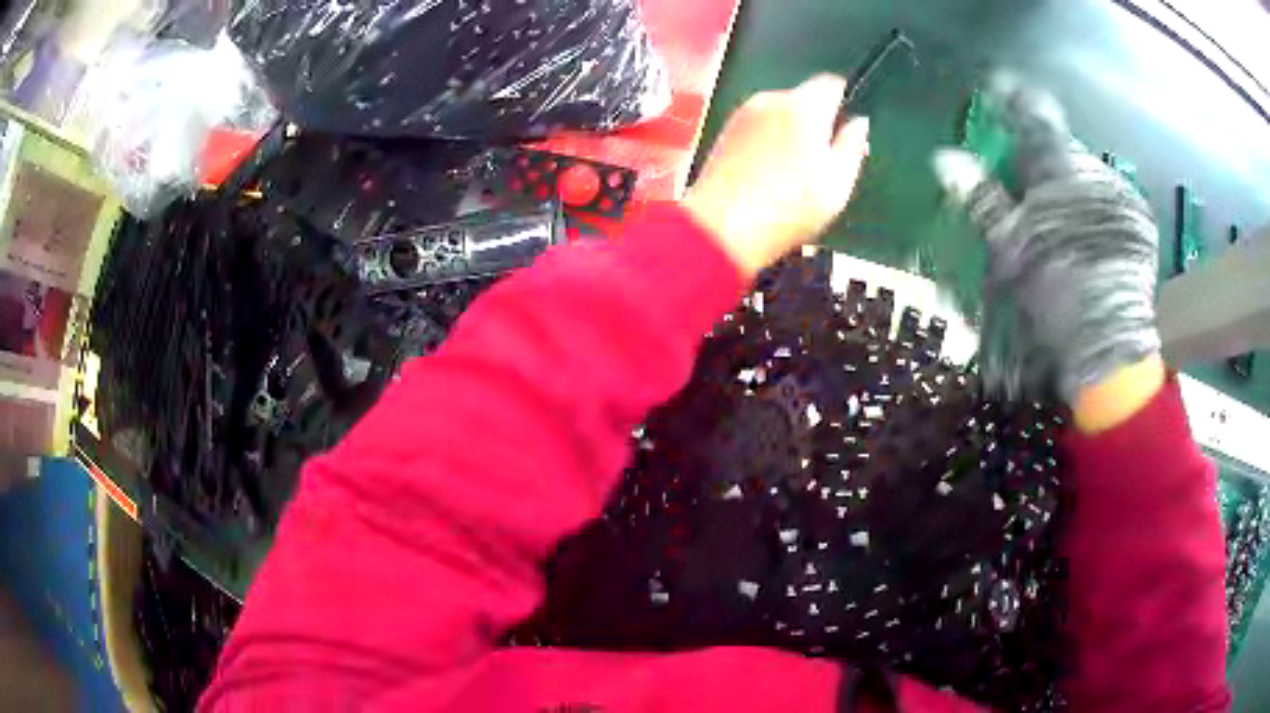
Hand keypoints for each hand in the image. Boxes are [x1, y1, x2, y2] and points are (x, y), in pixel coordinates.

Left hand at [683, 74, 870, 276]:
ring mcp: (743, 115)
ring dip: (792, 132)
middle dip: (818, 120)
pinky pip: (758, 127)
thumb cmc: (789, 207)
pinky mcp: (725, 133)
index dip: (844, 101)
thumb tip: (859, 123)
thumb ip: (853, 146)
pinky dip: (769, 141)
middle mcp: (770, 100)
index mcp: (803, 106)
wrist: (722, 228)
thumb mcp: (838, 183)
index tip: (848, 128)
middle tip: (826, 159)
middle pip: (804, 98)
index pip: (831, 83)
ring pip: (779, 113)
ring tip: (795, 173)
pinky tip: (770, 175)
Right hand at [932, 75, 1161, 413]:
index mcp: (1063, 172)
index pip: (1034, 117)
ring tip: (1059, 215)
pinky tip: (1088, 231)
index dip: (1012, 99)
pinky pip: (1111, 198)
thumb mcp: (1011, 248)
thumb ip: (982, 198)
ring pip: (1087, 174)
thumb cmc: (1055, 296)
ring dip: (1070, 184)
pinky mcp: (1141, 224)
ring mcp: (1124, 198)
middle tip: (1027, 178)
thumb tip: (944, 158)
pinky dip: (1094, 205)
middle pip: (1063, 148)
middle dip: (1043, 156)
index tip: (997, 89)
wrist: (1110, 349)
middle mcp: (1098, 173)